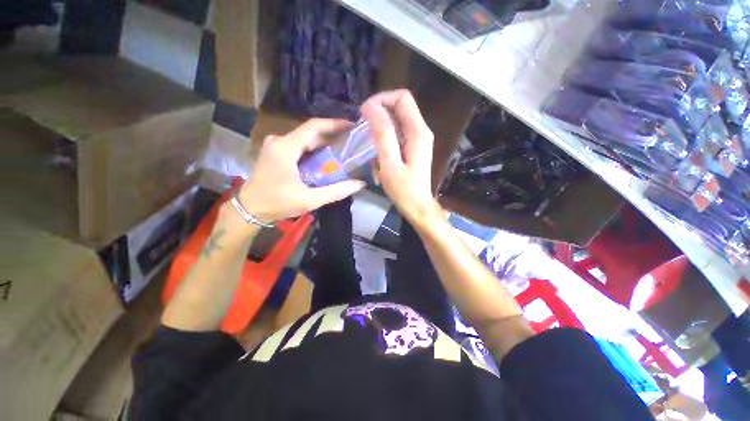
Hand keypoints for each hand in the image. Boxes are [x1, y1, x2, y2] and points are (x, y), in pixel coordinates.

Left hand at [237, 118, 365, 221]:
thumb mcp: (310, 200)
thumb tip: (360, 183)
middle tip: (351, 145)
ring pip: (306, 140)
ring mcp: (276, 145)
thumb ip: (336, 191)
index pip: (314, 126)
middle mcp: (279, 141)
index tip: (351, 126)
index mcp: (286, 148)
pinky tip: (325, 161)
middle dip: (332, 138)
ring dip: (324, 146)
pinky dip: (314, 152)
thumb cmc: (278, 204)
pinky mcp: (276, 152)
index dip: (334, 124)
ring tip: (343, 153)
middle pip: (311, 133)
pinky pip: (299, 147)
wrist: (250, 209)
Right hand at [362, 90, 438, 223]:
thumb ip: (382, 135)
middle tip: (363, 127)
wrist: (417, 206)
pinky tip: (377, 151)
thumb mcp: (390, 163)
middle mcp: (421, 130)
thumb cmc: (404, 189)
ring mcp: (419, 138)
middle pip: (400, 106)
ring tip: (368, 141)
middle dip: (379, 111)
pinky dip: (385, 136)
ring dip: (381, 124)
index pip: (401, 98)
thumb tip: (370, 107)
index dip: (381, 99)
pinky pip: (398, 132)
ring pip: (398, 118)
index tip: (364, 114)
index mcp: (418, 131)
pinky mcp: (414, 147)